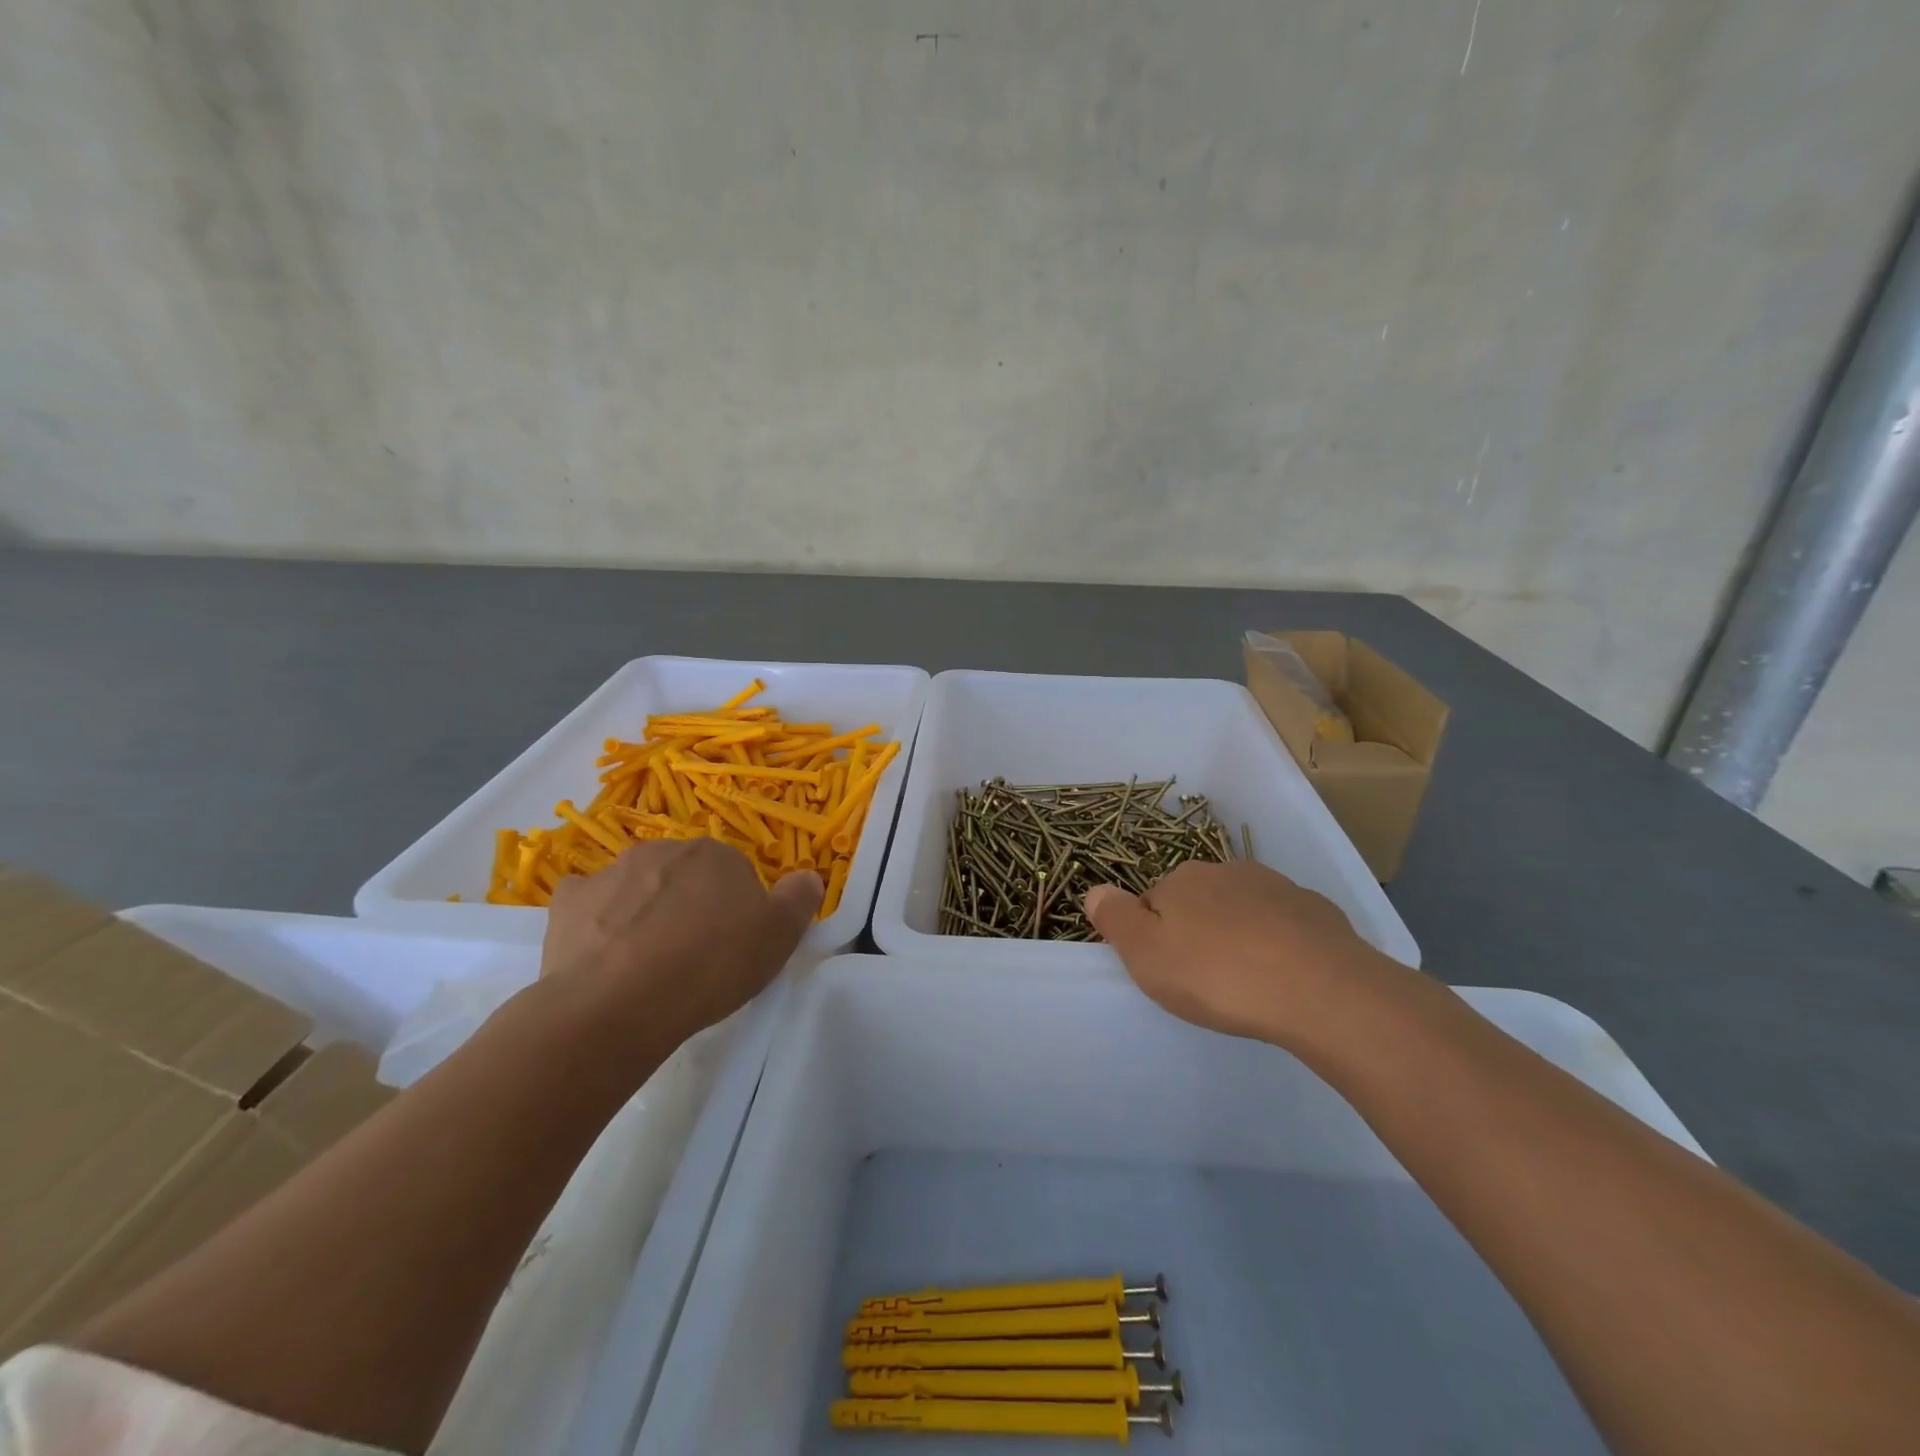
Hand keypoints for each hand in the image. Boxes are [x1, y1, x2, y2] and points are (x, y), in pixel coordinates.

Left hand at [543, 839, 821, 1047]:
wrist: (617, 1003)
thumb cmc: (709, 966)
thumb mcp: (777, 938)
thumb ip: (799, 900)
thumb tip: (808, 876)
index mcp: (716, 854)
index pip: (736, 873)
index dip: (738, 909)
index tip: (734, 944)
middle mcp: (664, 850)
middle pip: (686, 874)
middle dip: (691, 903)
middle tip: (694, 954)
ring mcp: (611, 872)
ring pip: (639, 886)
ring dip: (646, 910)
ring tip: (648, 963)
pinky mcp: (569, 902)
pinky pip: (589, 901)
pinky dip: (597, 918)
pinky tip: (602, 952)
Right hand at [1084, 860, 1390, 1046]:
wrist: (1321, 990)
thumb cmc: (1218, 975)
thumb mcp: (1146, 954)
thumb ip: (1115, 919)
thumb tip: (1093, 890)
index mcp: (1181, 880)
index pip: (1152, 902)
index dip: (1153, 937)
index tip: (1168, 971)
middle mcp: (1225, 871)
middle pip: (1198, 902)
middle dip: (1197, 932)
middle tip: (1205, 981)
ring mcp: (1276, 887)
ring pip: (1241, 910)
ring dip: (1237, 935)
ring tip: (1247, 983)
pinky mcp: (1315, 911)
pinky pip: (1283, 925)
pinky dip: (1278, 944)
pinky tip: (1285, 978)